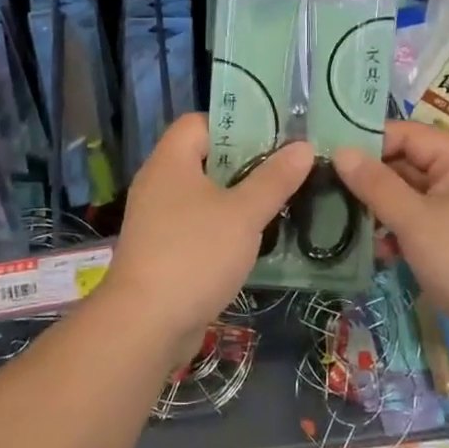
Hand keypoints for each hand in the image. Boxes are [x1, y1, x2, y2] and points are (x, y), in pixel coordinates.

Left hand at [97, 114, 312, 359]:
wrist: (145, 325)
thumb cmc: (194, 255)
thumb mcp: (243, 214)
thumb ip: (274, 179)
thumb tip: (303, 146)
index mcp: (171, 160)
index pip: (200, 122)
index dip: (234, 123)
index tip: (272, 136)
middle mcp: (159, 182)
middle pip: (205, 157)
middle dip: (245, 162)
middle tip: (285, 168)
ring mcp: (157, 218)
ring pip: (203, 194)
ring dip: (237, 197)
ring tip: (278, 201)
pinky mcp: (161, 250)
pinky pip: (197, 224)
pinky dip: (222, 226)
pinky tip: (253, 239)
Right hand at [334, 120, 448, 369]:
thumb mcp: (416, 221)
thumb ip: (377, 185)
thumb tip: (342, 151)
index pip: (409, 135)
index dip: (372, 140)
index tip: (333, 154)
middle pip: (409, 167)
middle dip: (372, 179)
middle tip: (329, 189)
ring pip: (412, 200)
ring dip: (382, 210)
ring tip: (345, 223)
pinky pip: (421, 229)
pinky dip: (399, 236)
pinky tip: (378, 253)